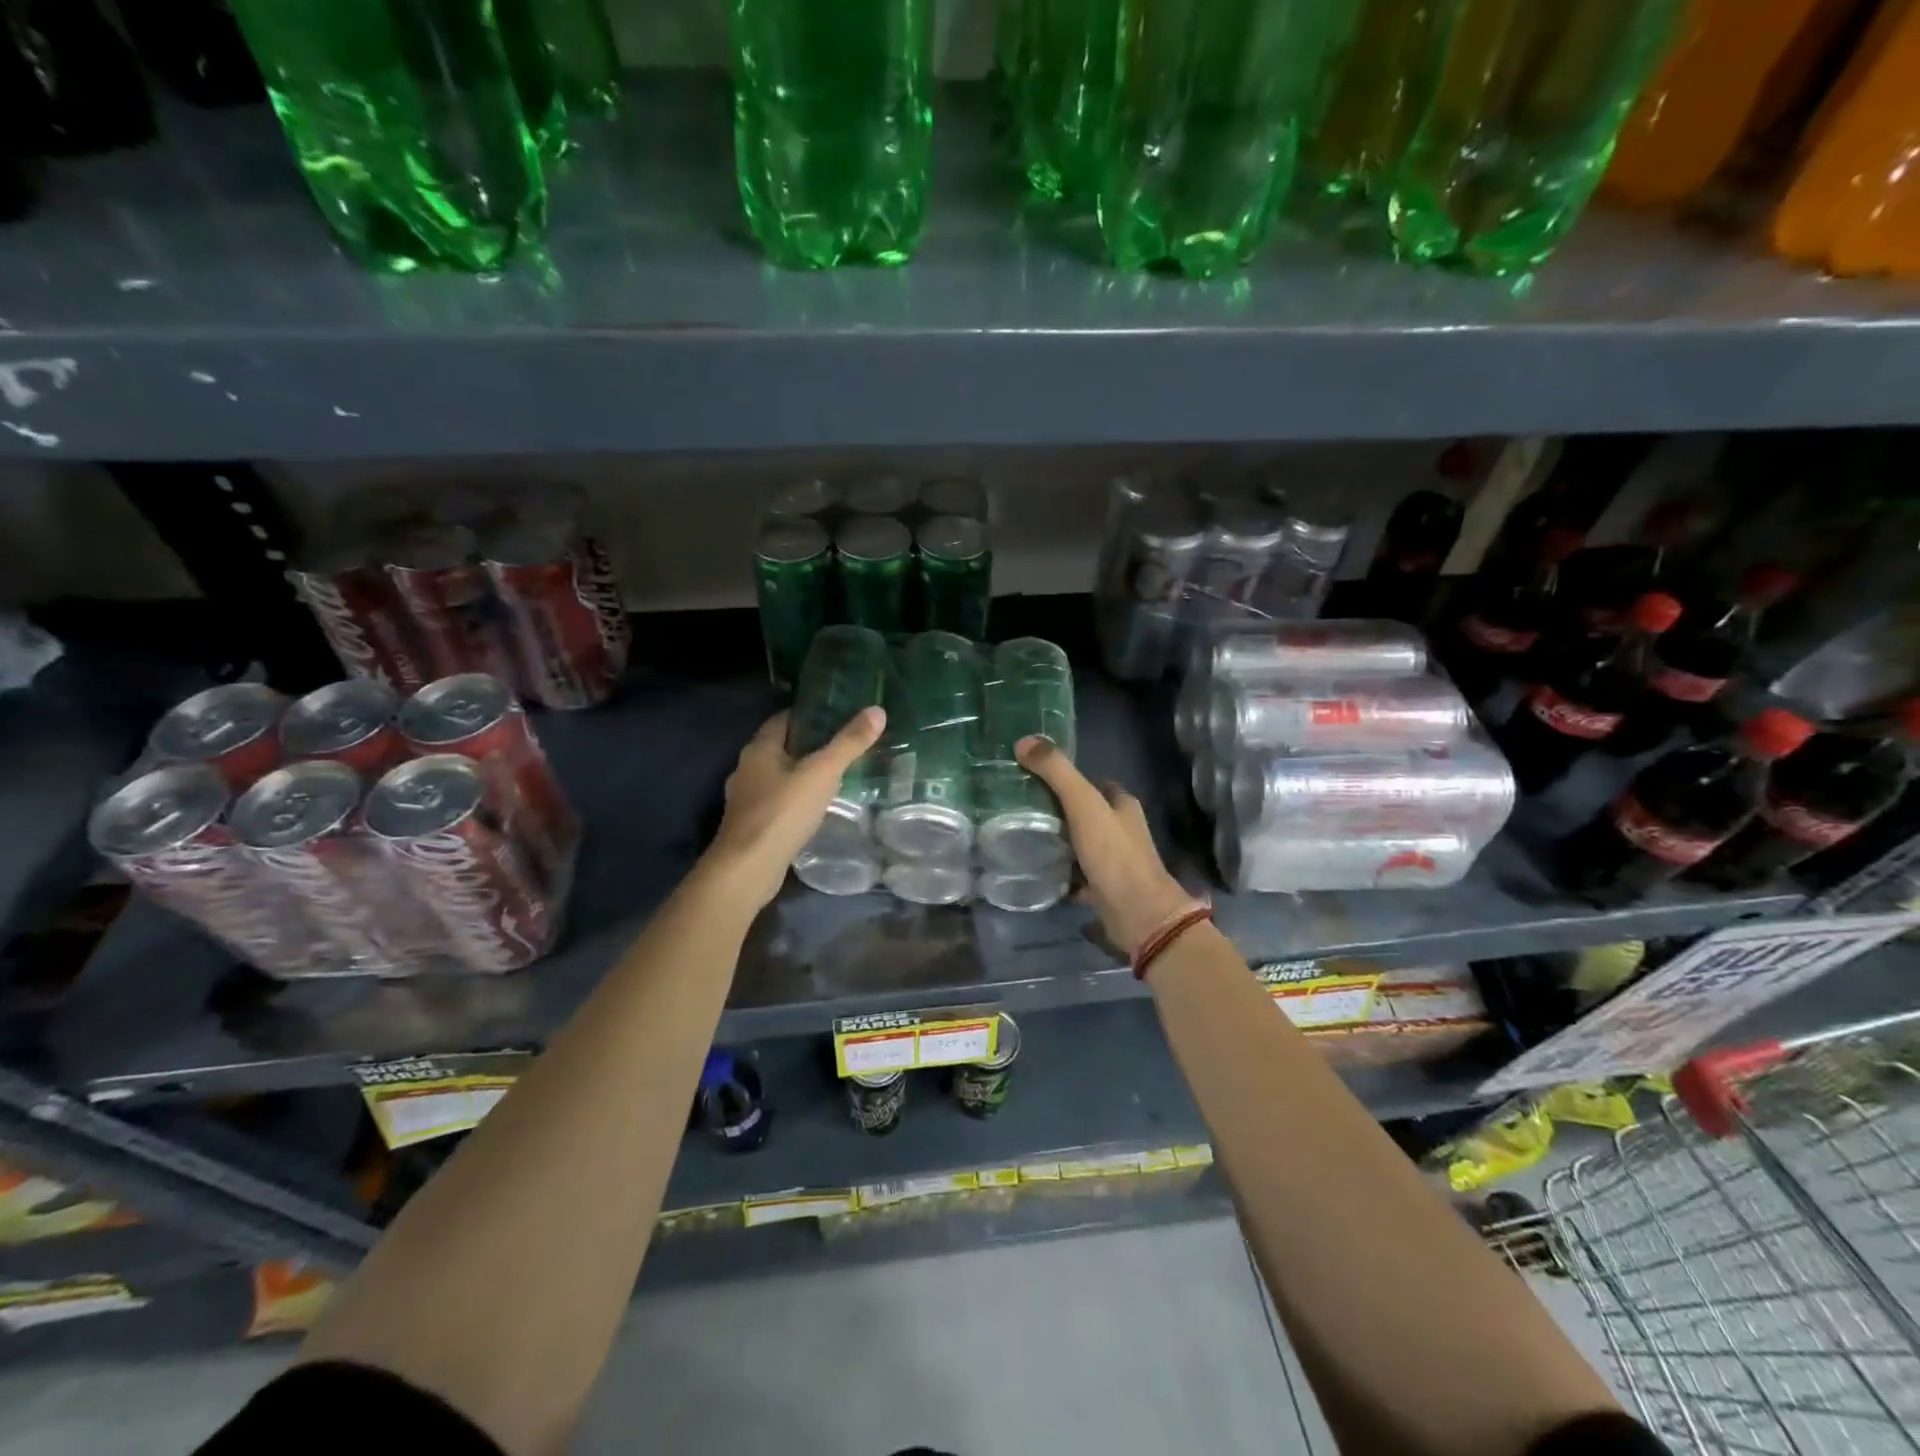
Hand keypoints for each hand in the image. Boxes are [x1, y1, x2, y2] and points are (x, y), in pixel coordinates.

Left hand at [706, 707, 886, 908]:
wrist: (748, 869)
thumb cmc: (782, 812)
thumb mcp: (822, 773)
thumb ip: (849, 743)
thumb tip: (877, 711)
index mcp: (759, 749)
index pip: (783, 719)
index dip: (809, 715)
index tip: (837, 715)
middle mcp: (747, 768)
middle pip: (781, 747)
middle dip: (808, 745)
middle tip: (843, 745)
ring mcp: (746, 799)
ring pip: (778, 776)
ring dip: (801, 774)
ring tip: (834, 776)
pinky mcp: (751, 824)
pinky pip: (776, 802)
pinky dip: (795, 799)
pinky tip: (815, 808)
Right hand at [1015, 736, 1198, 956]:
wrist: (1137, 914)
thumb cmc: (1113, 854)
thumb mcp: (1083, 805)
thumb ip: (1057, 772)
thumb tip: (1024, 740)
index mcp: (1122, 805)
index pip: (1095, 783)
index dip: (1070, 778)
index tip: (1037, 777)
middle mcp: (1122, 830)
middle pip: (1087, 814)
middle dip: (1060, 811)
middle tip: (1022, 807)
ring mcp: (1114, 862)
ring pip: (1081, 844)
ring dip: (1058, 842)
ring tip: (1022, 836)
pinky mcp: (1104, 889)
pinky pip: (1076, 875)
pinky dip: (1060, 873)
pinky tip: (1036, 870)